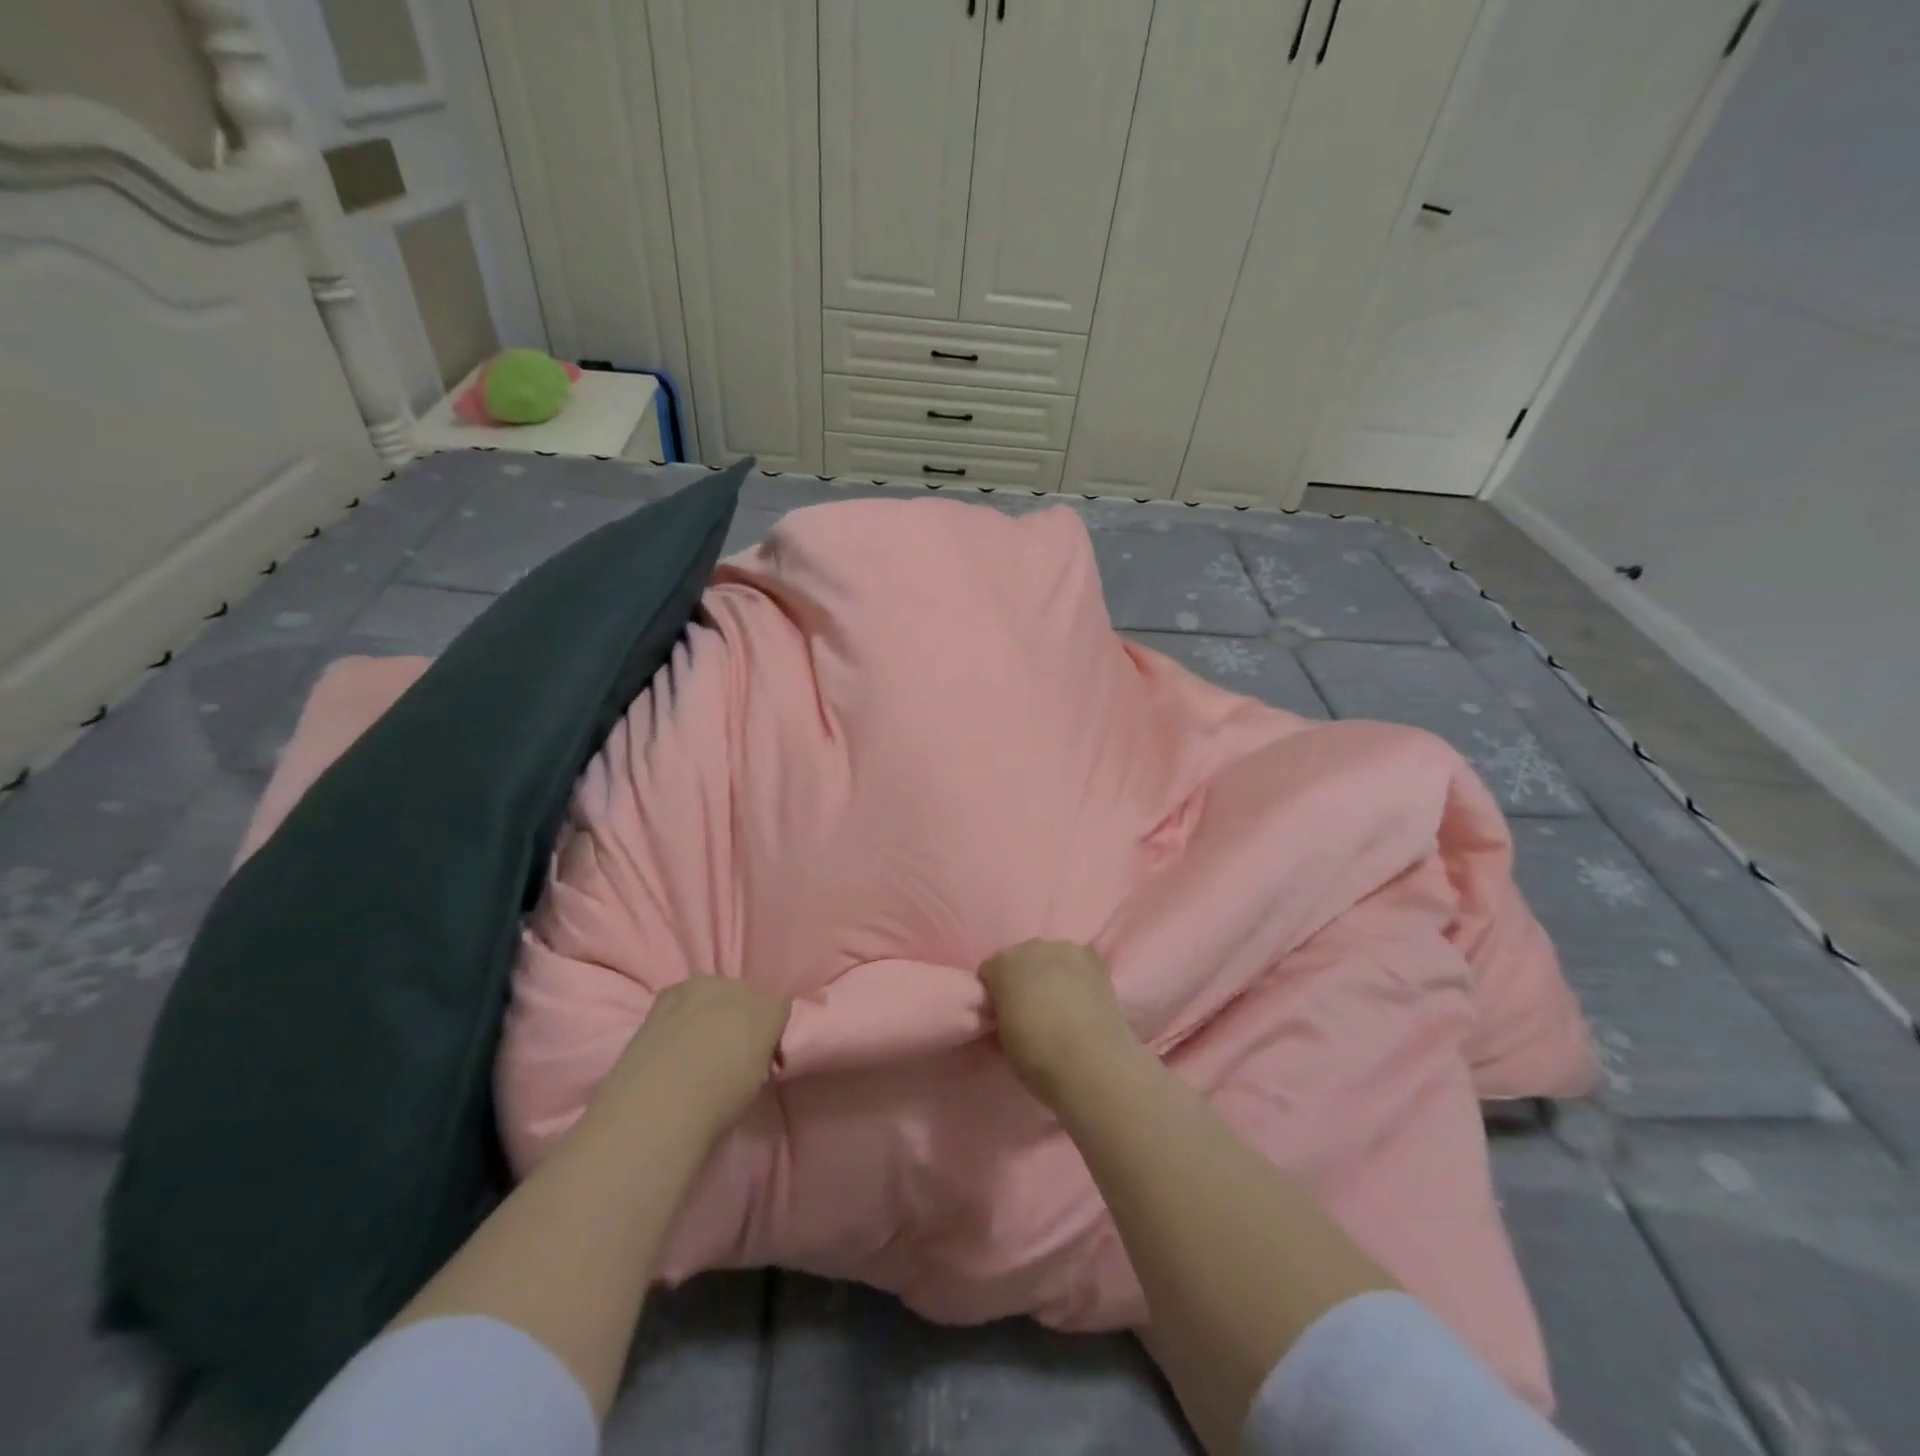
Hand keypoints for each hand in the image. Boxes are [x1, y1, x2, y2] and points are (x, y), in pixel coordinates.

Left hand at [596, 976, 791, 1139]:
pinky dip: (680, 1010)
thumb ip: (757, 1055)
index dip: (769, 1033)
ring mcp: (703, 985)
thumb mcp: (754, 1082)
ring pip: (714, 991)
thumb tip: (747, 1054)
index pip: (779, 1010)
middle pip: (746, 995)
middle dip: (739, 1016)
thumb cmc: (717, 1104)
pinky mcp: (669, 991)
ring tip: (694, 1041)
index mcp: (770, 1011)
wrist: (659, 1103)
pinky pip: (683, 995)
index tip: (758, 1056)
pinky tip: (670, 1036)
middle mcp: (741, 988)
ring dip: (710, 1009)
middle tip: (725, 1049)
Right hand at [980, 940, 1139, 1106]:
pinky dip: (1076, 976)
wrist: (1091, 1062)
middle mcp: (1032, 947)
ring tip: (1060, 1003)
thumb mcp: (1003, 1039)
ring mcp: (1066, 949)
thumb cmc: (1037, 1057)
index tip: (1001, 1012)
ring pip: (1051, 956)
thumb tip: (1007, 1011)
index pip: (990, 970)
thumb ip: (1002, 1013)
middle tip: (1031, 1007)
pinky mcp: (1095, 959)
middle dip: (1023, 977)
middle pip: (1021, 957)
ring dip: (1051, 972)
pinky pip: (1077, 962)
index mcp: (1003, 965)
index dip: (995, 992)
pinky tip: (1081, 998)